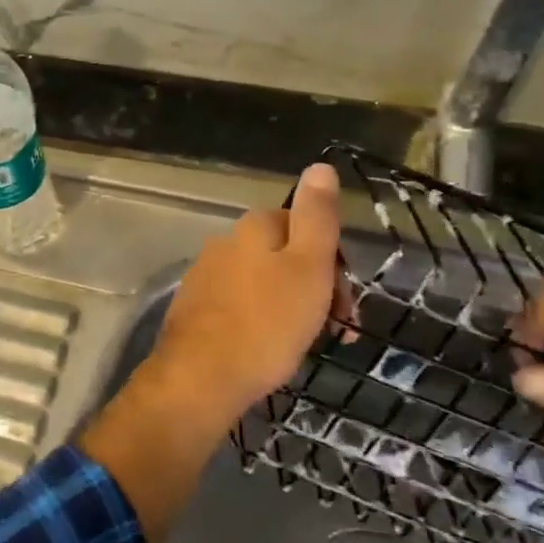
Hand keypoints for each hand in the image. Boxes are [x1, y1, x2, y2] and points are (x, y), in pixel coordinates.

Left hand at [147, 161, 348, 428]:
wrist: (201, 376)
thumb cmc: (266, 322)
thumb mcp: (307, 265)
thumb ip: (316, 216)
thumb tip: (320, 166)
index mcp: (253, 227)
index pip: (304, 226)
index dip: (333, 262)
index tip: (347, 304)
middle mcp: (225, 242)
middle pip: (283, 254)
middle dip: (316, 286)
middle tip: (338, 330)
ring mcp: (206, 274)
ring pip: (263, 281)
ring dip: (291, 306)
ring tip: (306, 344)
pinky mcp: (195, 307)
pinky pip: (241, 305)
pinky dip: (262, 321)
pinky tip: (269, 350)